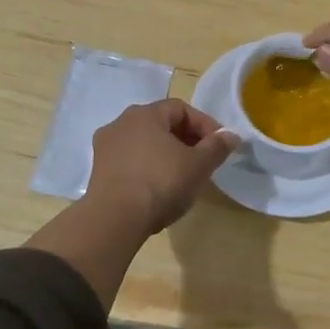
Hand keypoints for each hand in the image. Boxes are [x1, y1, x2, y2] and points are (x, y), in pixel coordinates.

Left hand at [85, 99, 237, 236]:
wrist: (115, 220)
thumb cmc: (161, 183)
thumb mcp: (199, 165)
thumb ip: (217, 147)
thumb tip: (231, 135)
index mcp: (145, 114)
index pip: (181, 108)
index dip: (204, 124)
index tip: (219, 145)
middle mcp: (121, 123)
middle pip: (161, 124)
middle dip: (186, 139)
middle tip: (203, 160)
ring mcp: (105, 147)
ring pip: (144, 143)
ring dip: (165, 154)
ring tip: (182, 176)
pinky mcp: (98, 171)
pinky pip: (130, 161)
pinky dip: (147, 168)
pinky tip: (158, 188)